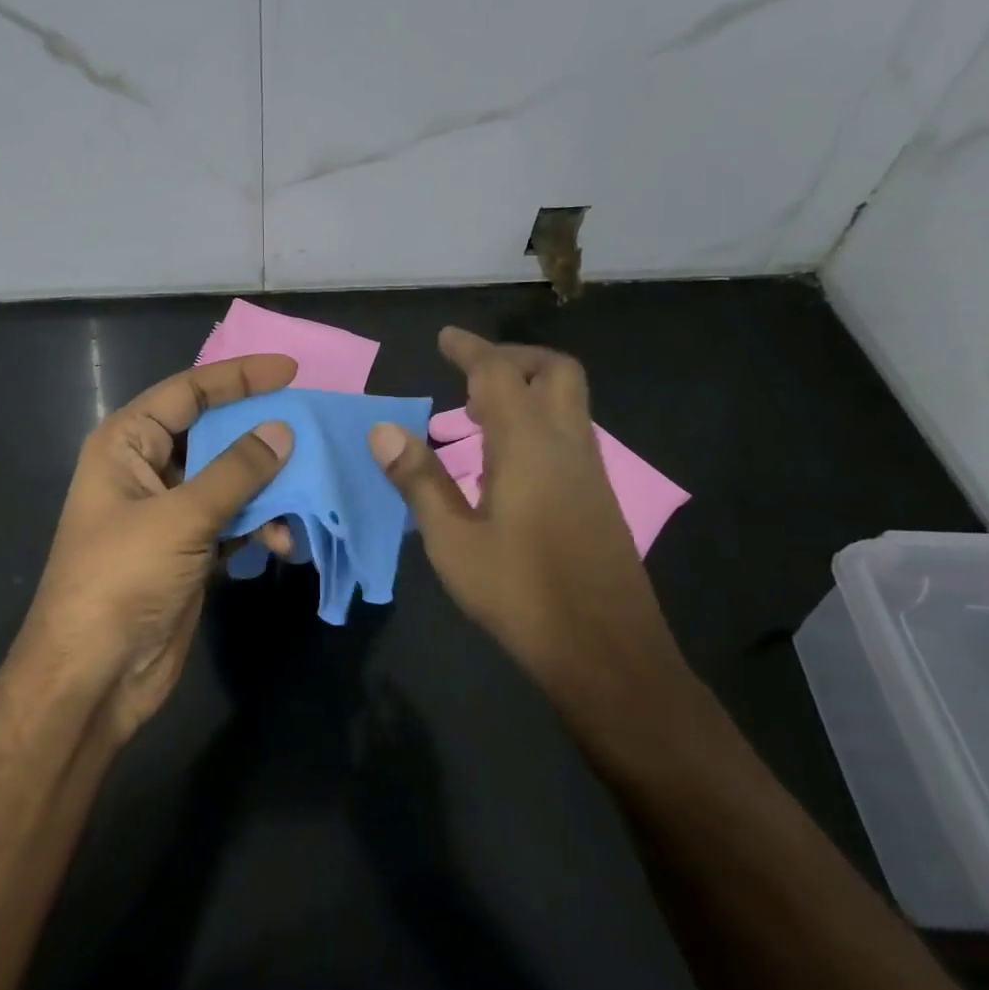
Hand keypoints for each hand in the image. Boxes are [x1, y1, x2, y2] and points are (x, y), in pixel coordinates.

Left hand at [15, 354, 297, 739]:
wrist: (94, 674)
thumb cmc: (122, 579)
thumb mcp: (180, 517)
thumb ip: (235, 472)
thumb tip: (282, 430)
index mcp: (127, 444)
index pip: (187, 392)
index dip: (238, 378)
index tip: (290, 372)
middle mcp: (146, 470)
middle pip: (212, 434)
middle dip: (260, 434)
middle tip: (313, 429)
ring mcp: (169, 513)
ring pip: (229, 481)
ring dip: (267, 488)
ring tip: (307, 495)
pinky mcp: (188, 551)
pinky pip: (232, 522)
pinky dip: (259, 526)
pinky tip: (284, 542)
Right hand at [367, 328, 681, 704]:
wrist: (606, 652)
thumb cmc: (520, 594)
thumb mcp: (452, 541)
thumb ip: (419, 481)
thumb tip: (382, 430)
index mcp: (529, 447)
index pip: (500, 375)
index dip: (471, 349)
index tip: (445, 337)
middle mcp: (568, 446)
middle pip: (556, 373)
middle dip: (513, 359)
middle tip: (469, 374)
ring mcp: (590, 472)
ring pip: (568, 403)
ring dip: (526, 391)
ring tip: (476, 414)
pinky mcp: (598, 498)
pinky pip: (569, 435)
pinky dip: (537, 422)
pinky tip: (504, 461)